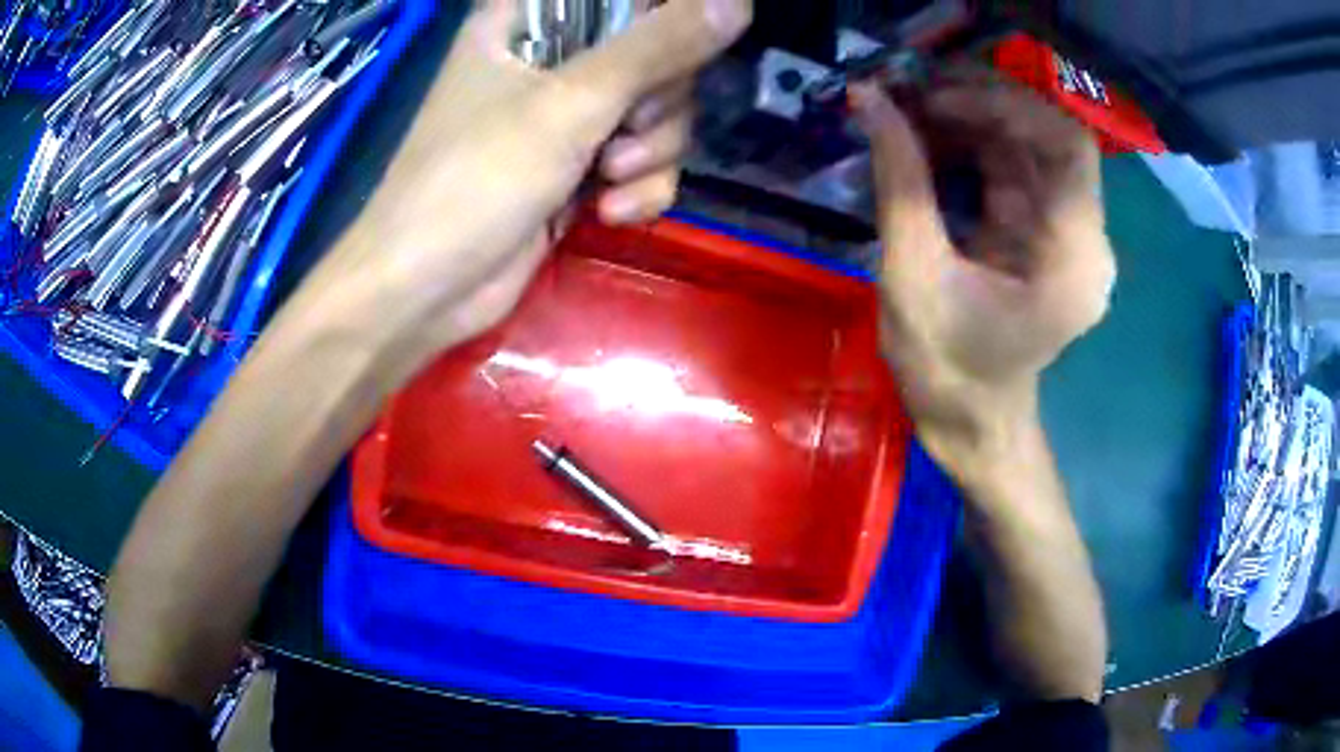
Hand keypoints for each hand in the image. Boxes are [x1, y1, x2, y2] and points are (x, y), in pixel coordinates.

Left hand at [318, 0, 750, 375]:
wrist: (428, 291)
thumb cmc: (476, 179)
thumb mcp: (570, 103)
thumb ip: (657, 48)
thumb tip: (738, 3)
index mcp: (529, 21)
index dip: (659, 16)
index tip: (670, 52)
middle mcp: (552, 59)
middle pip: (653, 52)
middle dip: (658, 98)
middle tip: (627, 126)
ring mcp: (567, 117)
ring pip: (656, 111)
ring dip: (652, 151)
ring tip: (610, 178)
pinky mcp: (579, 169)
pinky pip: (642, 162)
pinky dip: (639, 189)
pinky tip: (610, 213)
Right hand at [851, 76, 1115, 473]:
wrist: (972, 423)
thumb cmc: (948, 372)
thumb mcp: (913, 277)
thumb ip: (899, 183)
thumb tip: (869, 101)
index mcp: (1073, 260)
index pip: (1066, 148)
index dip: (1005, 107)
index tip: (935, 101)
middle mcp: (1084, 239)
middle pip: (1048, 138)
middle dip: (981, 106)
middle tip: (912, 97)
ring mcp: (1065, 235)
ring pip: (1028, 146)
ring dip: (971, 121)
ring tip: (909, 113)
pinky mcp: (1042, 233)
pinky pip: (1013, 168)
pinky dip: (970, 145)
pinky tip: (927, 139)